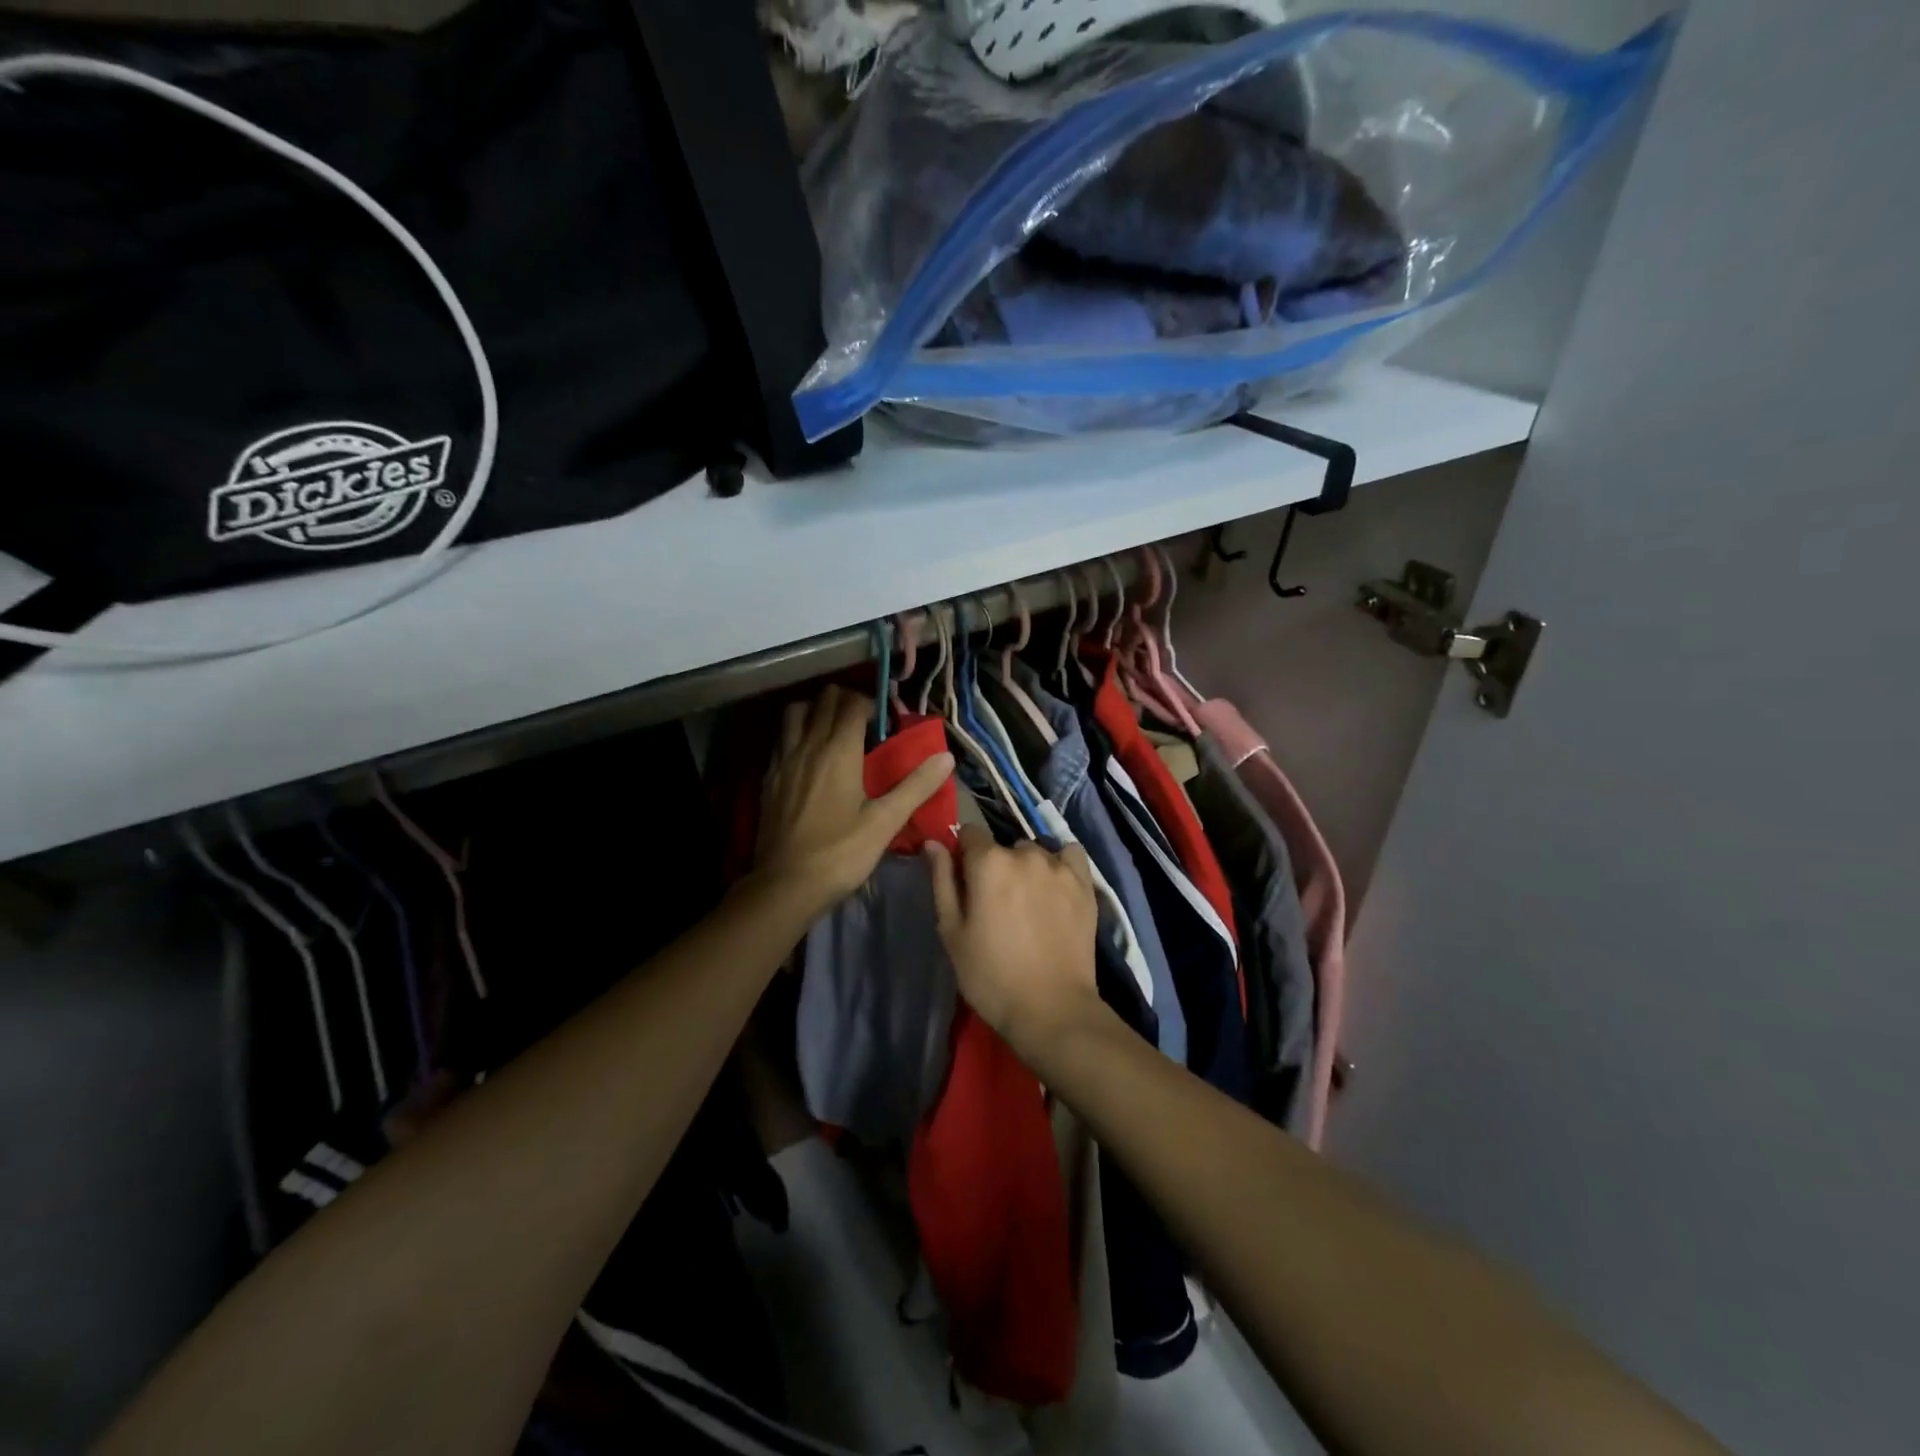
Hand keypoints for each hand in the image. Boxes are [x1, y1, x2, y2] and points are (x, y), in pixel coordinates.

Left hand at [756, 685, 953, 913]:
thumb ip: (916, 786)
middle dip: (846, 701)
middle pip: (824, 700)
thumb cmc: (840, 853)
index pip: (853, 704)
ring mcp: (784, 760)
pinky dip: (797, 733)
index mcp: (839, 751)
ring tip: (833, 730)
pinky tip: (808, 757)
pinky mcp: (769, 778)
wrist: (785, 885)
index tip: (887, 722)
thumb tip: (946, 757)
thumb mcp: (885, 822)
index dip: (872, 704)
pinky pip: (782, 739)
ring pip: (796, 713)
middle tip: (865, 723)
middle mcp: (808, 746)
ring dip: (816, 711)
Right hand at [925, 825, 1103, 1062]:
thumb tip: (933, 843)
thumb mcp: (952, 931)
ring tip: (1029, 903)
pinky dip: (1061, 864)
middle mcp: (1025, 854)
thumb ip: (942, 881)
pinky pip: (1070, 855)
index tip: (966, 882)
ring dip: (1028, 868)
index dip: (964, 855)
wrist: (1051, 1009)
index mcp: (988, 862)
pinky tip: (1056, 888)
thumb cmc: (990, 975)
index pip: (969, 834)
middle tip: (998, 904)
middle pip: (1004, 847)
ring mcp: (1059, 866)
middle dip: (997, 866)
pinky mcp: (1085, 883)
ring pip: (1035, 852)